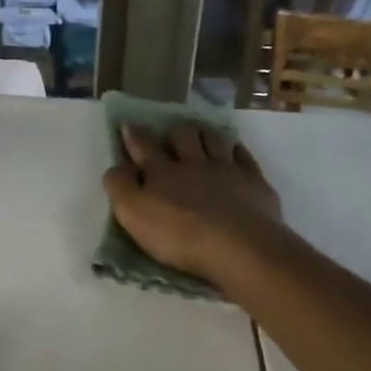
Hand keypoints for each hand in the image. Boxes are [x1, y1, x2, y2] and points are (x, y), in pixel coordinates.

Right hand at [102, 122, 283, 285]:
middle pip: (183, 137)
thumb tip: (117, 167)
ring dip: (205, 133)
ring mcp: (226, 170)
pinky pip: (243, 156)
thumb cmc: (180, 235)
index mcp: (162, 173)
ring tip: (201, 132)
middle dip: (175, 131)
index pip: (144, 147)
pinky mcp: (253, 182)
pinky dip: (236, 149)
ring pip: (214, 140)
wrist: (238, 246)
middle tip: (172, 131)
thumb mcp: (134, 214)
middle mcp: (194, 163)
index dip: (134, 135)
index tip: (129, 124)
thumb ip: (121, 187)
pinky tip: (234, 150)